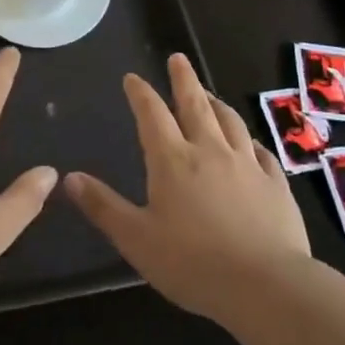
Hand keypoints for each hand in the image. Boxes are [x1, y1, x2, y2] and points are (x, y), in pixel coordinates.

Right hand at [65, 54, 311, 320]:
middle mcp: (210, 151)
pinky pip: (261, 152)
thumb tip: (69, 178)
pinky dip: (250, 140)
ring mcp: (247, 165)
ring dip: (216, 103)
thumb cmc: (193, 263)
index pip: (152, 115)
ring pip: (230, 121)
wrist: (267, 286)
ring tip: (209, 94)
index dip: (141, 93)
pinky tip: (250, 142)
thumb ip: (103, 207)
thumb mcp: (136, 239)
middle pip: (195, 104)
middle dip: (183, 79)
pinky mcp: (276, 184)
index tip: (132, 78)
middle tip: (178, 58)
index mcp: (172, 160)